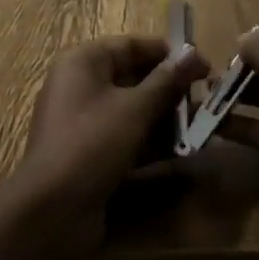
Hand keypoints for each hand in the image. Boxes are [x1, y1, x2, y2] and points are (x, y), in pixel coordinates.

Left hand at [14, 35, 207, 255]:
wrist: (51, 214)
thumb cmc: (92, 144)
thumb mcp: (135, 108)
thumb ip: (167, 80)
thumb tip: (194, 53)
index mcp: (83, 62)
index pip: (131, 45)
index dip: (168, 53)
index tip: (203, 65)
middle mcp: (80, 86)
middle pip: (133, 77)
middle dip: (170, 88)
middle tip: (207, 97)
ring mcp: (83, 123)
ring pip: (132, 110)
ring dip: (165, 117)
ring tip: (202, 125)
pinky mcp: (89, 155)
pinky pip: (125, 137)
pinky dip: (150, 142)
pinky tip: (182, 151)